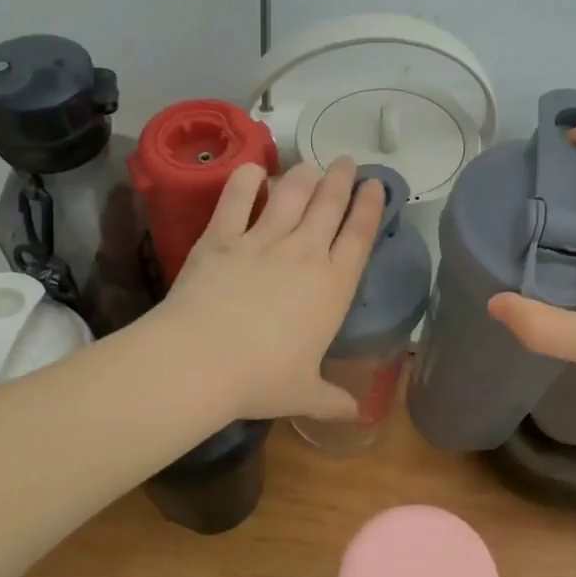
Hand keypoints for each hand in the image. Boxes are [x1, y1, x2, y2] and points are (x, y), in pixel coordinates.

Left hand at [159, 157, 384, 422]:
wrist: (200, 361)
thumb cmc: (260, 380)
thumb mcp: (304, 394)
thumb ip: (332, 400)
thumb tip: (356, 415)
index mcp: (332, 287)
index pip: (359, 236)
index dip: (370, 207)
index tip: (375, 185)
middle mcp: (303, 253)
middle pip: (329, 205)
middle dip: (341, 179)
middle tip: (346, 161)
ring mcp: (261, 240)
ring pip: (290, 194)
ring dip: (304, 175)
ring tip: (310, 165)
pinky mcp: (221, 236)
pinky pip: (236, 198)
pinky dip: (246, 179)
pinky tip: (253, 169)